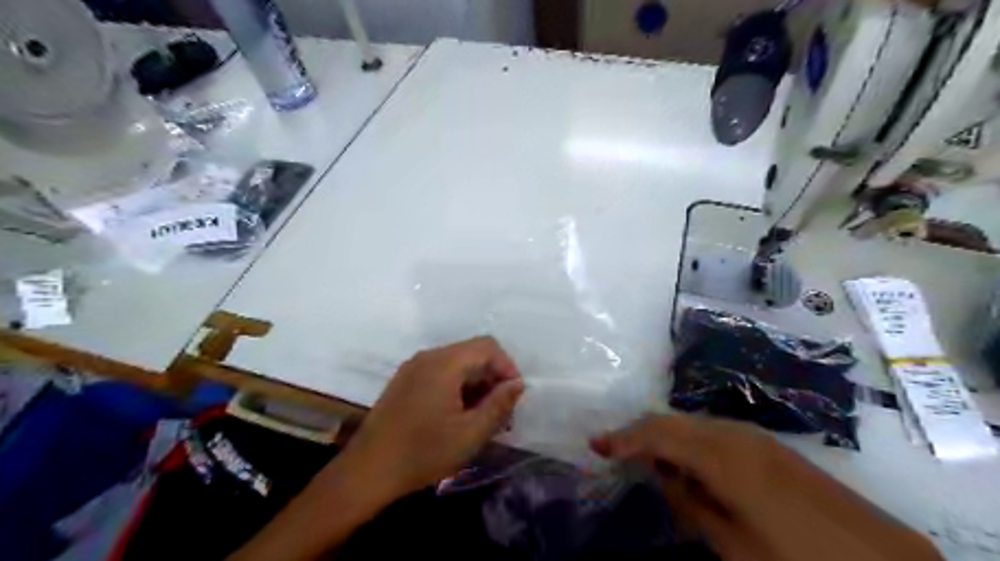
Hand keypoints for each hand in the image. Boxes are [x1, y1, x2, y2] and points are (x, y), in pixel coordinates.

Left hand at [341, 336, 524, 502]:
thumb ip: (499, 404)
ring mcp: (412, 368)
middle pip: (472, 353)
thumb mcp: (470, 433)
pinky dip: (457, 388)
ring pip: (456, 364)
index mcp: (444, 363)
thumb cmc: (423, 452)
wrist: (366, 472)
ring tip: (482, 419)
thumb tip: (517, 383)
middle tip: (501, 413)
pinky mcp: (404, 382)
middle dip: (492, 378)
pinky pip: (439, 374)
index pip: (488, 346)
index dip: (507, 367)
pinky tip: (458, 417)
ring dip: (476, 385)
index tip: (514, 397)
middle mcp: (428, 357)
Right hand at [588, 412, 943, 559]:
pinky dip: (689, 443)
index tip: (595, 445)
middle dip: (639, 434)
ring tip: (641, 457)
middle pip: (672, 422)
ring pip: (692, 425)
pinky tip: (685, 463)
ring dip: (664, 437)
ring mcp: (755, 437)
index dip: (624, 438)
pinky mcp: (769, 446)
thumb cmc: (799, 560)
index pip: (658, 434)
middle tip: (611, 450)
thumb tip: (661, 475)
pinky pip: (714, 434)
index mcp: (722, 456)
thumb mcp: (735, 545)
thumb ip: (691, 503)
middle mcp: (734, 434)